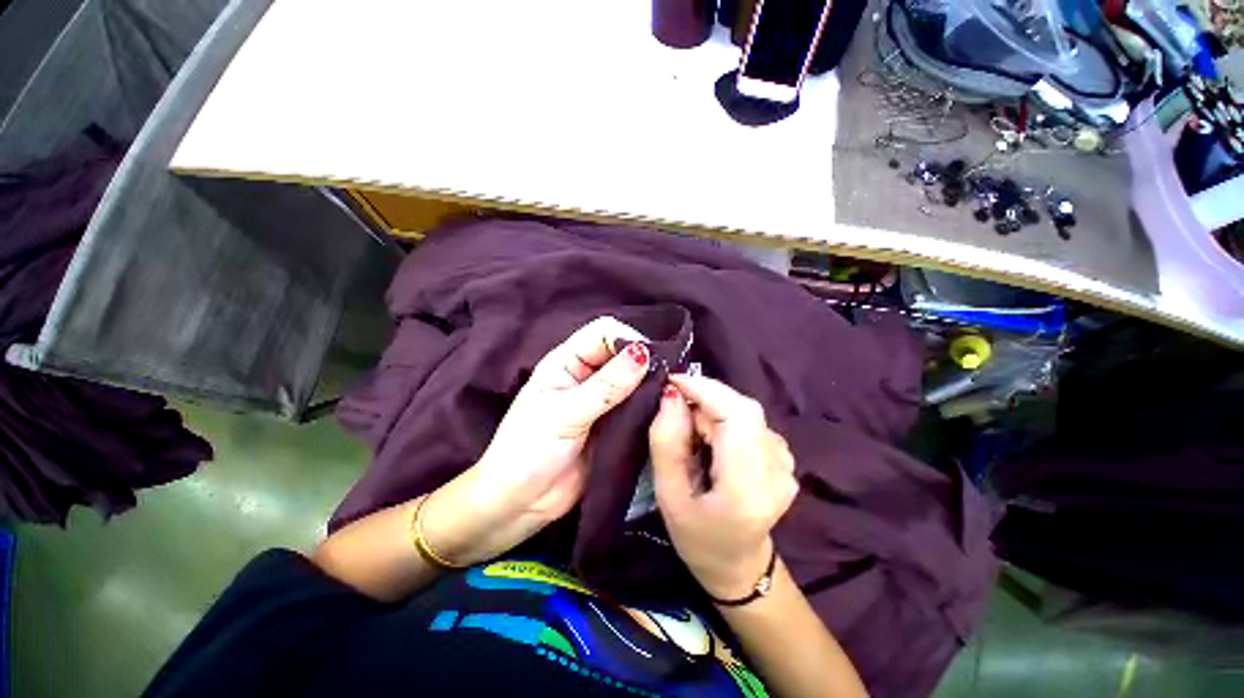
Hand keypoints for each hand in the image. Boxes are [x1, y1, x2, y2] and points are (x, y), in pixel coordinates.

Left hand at [424, 316, 650, 564]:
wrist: (519, 503)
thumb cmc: (529, 451)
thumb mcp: (565, 414)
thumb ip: (606, 386)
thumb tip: (643, 353)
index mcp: (566, 363)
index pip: (602, 333)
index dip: (626, 338)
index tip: (651, 357)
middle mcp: (586, 376)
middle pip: (621, 354)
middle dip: (644, 360)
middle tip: (670, 375)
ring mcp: (602, 401)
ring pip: (633, 380)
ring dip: (650, 383)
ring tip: (673, 392)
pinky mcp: (613, 424)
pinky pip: (637, 407)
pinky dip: (650, 405)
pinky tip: (666, 409)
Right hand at [648, 375, 798, 599]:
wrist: (739, 566)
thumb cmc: (697, 538)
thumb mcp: (668, 495)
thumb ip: (666, 443)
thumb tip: (671, 396)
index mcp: (748, 488)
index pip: (737, 416)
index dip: (706, 389)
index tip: (672, 382)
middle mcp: (777, 471)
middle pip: (742, 409)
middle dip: (705, 400)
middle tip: (677, 415)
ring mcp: (787, 464)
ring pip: (746, 412)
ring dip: (714, 411)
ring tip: (694, 437)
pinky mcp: (784, 458)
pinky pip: (751, 422)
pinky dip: (726, 419)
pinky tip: (713, 441)